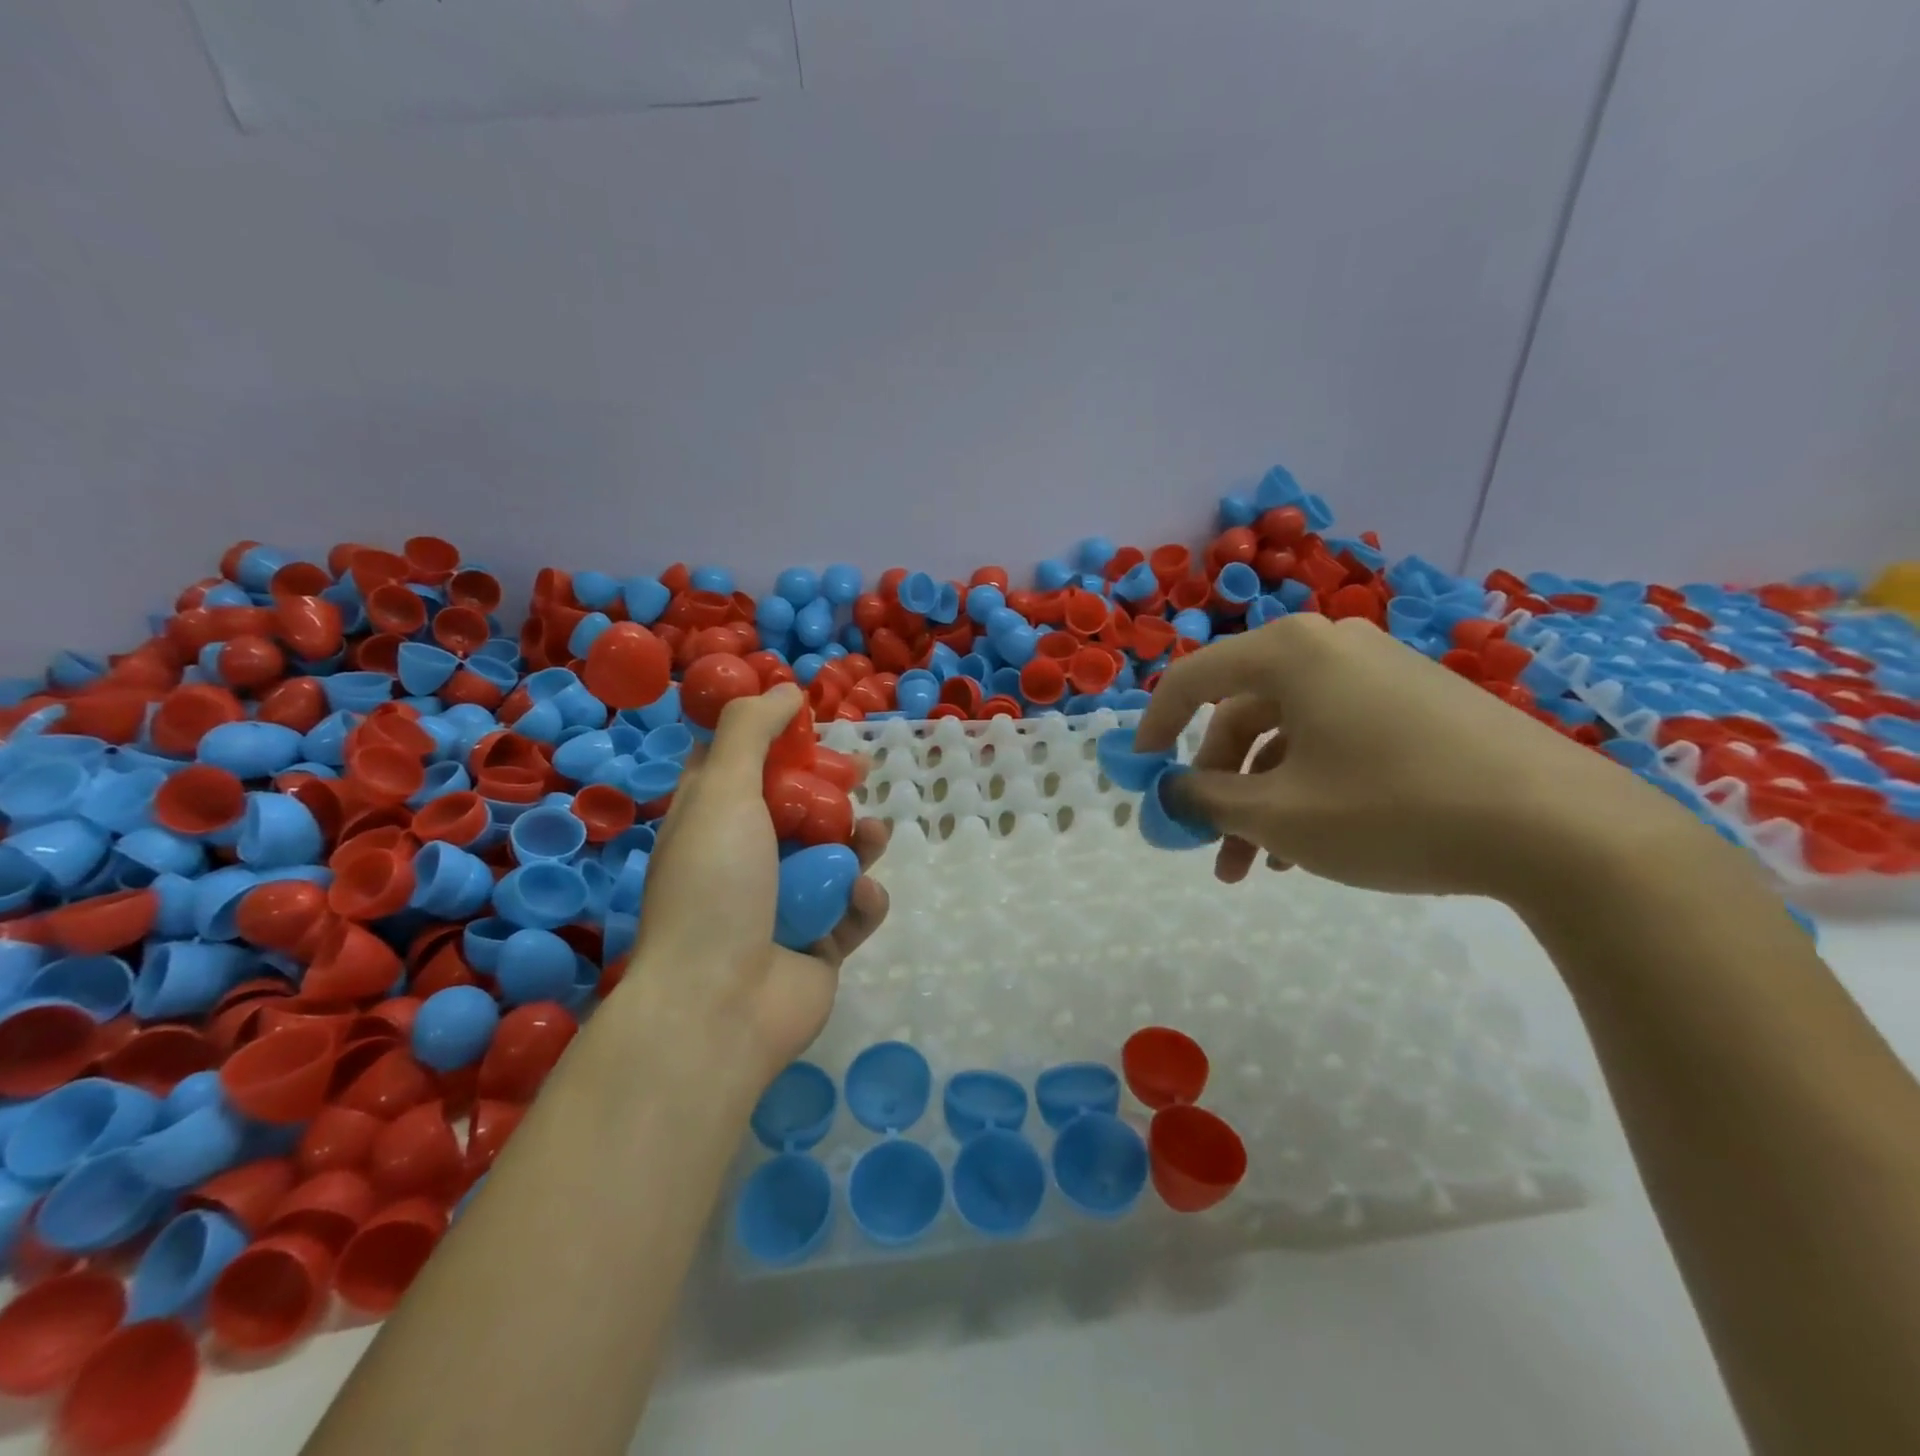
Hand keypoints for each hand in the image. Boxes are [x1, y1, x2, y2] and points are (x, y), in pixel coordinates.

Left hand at [620, 684, 889, 1092]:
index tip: (811, 730)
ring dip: (856, 842)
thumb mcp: (723, 792)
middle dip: (832, 792)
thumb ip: (752, 732)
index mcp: (710, 823)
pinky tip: (858, 899)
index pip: (740, 768)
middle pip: (797, 810)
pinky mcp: (819, 947)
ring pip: (832, 857)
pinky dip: (860, 901)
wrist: (719, 1006)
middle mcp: (744, 861)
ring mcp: (783, 907)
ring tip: (872, 837)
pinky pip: (851, 910)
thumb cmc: (716, 886)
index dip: (776, 744)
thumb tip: (784, 689)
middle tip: (860, 776)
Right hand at [1133, 614, 1691, 903]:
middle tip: (1209, 848)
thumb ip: (1205, 799)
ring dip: (1263, 797)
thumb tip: (1168, 790)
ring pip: (1290, 735)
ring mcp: (1380, 673)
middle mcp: (1331, 648)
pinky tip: (1313, 844)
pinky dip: (1309, 786)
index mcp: (1288, 654)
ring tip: (1261, 866)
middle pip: (1242, 714)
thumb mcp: (1279, 815)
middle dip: (1218, 787)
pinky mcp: (1419, 704)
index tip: (1140, 775)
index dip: (1154, 728)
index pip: (1191, 679)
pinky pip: (1336, 738)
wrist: (1564, 829)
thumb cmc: (1392, 809)